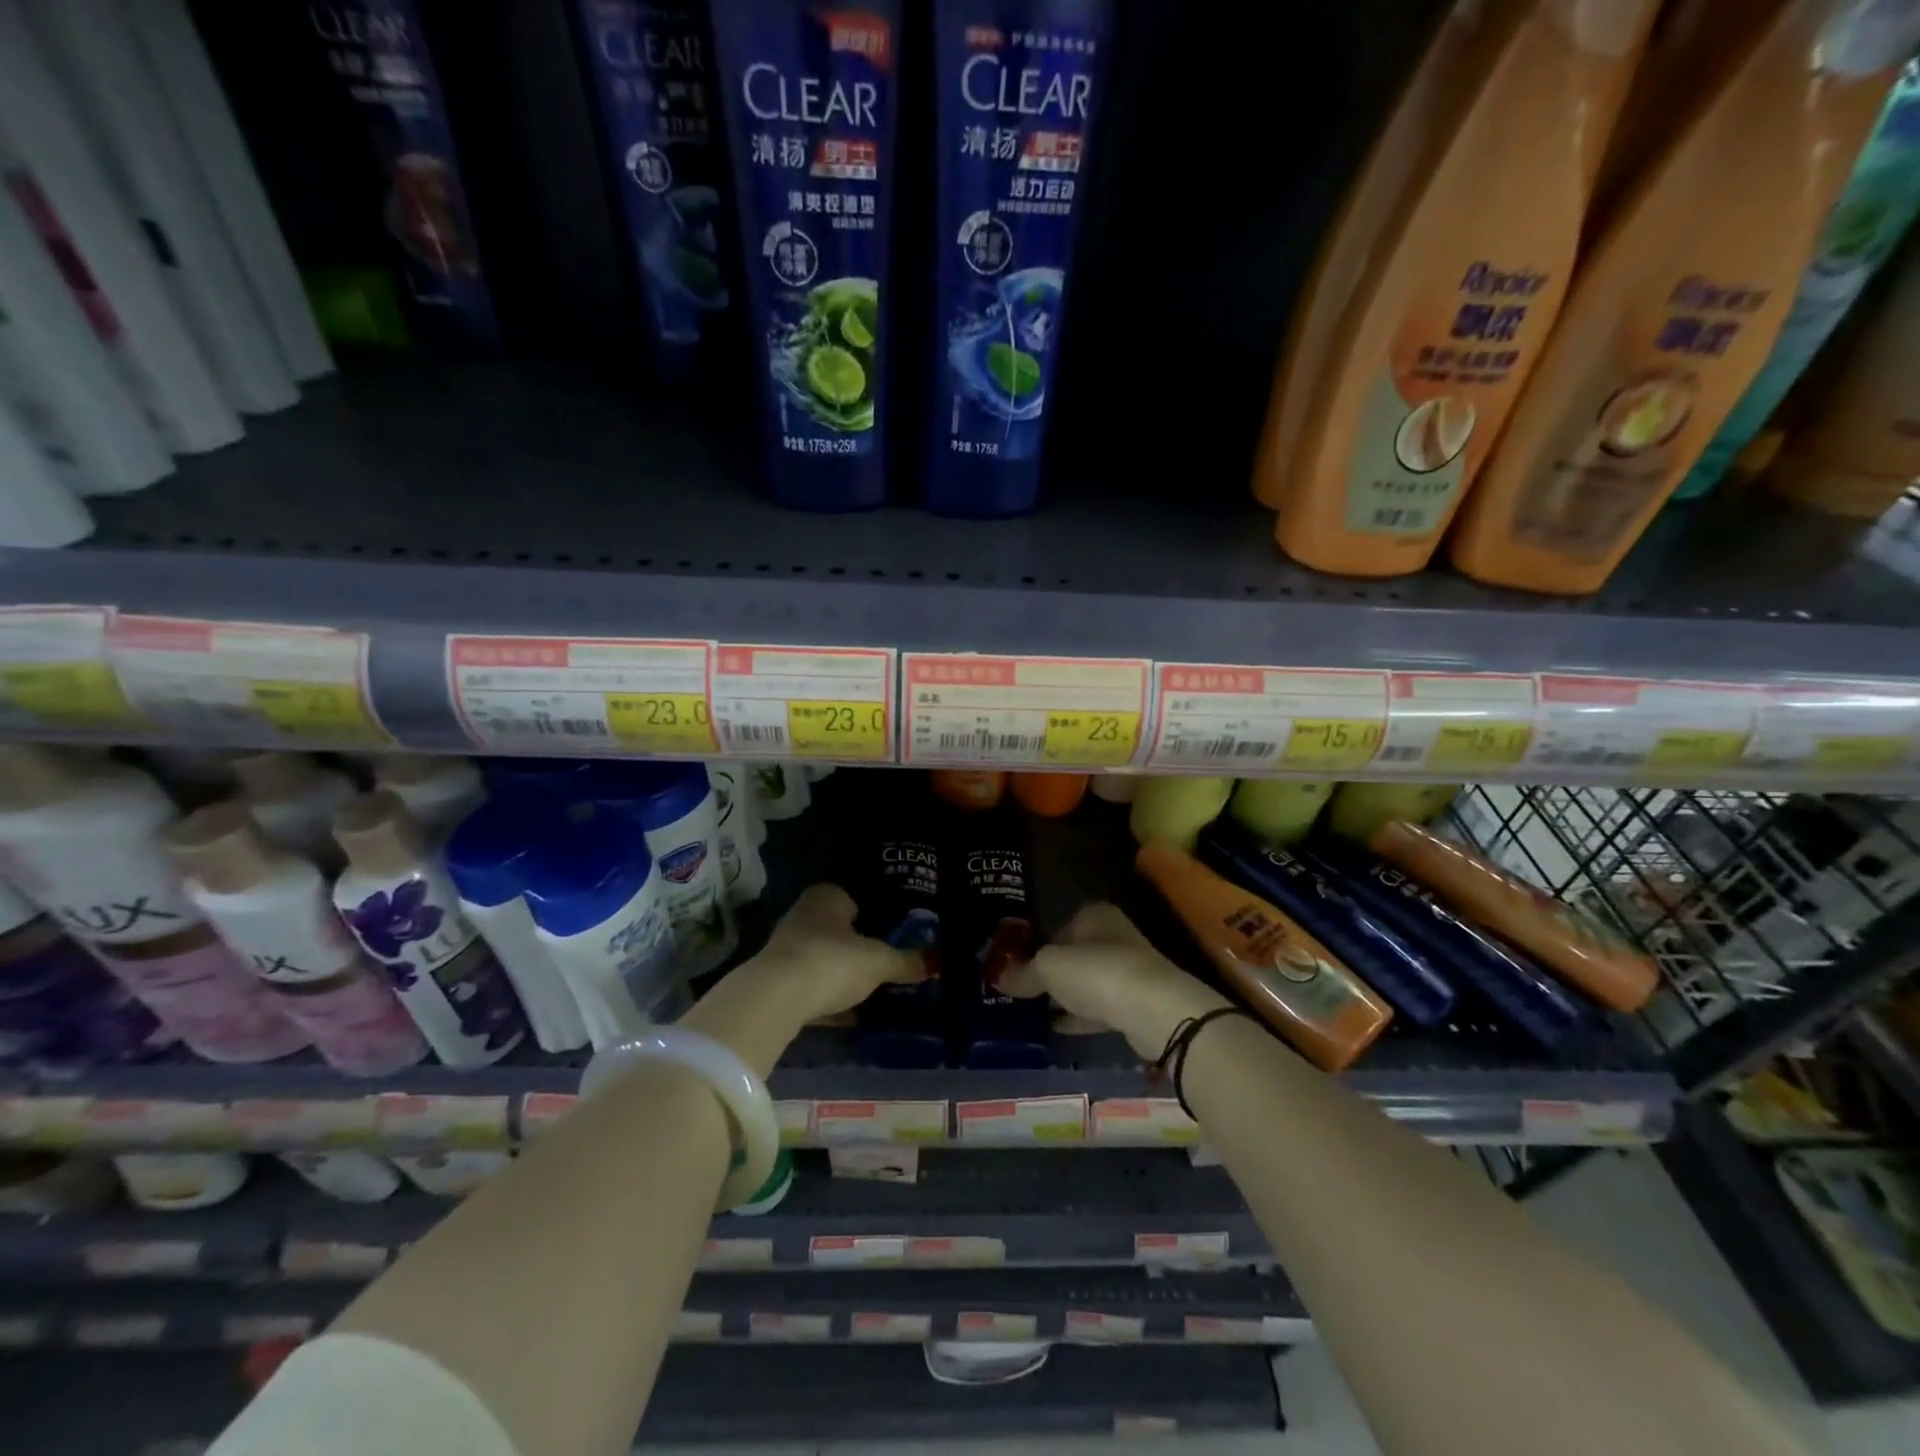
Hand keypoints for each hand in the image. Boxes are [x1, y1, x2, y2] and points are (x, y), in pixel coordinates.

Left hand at [755, 883, 925, 1025]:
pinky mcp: (776, 980)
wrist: (775, 999)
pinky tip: (848, 1014)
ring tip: (872, 990)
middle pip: (838, 930)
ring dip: (841, 973)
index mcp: (827, 896)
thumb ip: (905, 961)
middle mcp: (803, 914)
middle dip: (858, 946)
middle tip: (886, 963)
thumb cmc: (832, 961)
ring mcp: (786, 948)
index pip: (855, 899)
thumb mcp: (878, 962)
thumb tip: (934, 962)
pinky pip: (811, 985)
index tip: (893, 935)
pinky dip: (828, 996)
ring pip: (824, 958)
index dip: (874, 916)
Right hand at [1002, 903, 1228, 1058]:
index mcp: (1094, 916)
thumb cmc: (1098, 972)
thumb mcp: (1049, 968)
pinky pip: (1097, 1009)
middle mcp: (1113, 937)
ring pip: (1085, 983)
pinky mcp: (1135, 1005)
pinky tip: (1055, 1028)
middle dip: (1048, 973)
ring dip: (1063, 997)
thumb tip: (996, 977)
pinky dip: (1078, 1017)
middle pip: (1072, 955)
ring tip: (1030, 1013)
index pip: (1056, 926)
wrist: (1156, 1012)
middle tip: (1017, 992)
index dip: (1033, 946)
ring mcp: (1127, 972)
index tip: (1012, 967)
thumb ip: (1022, 972)